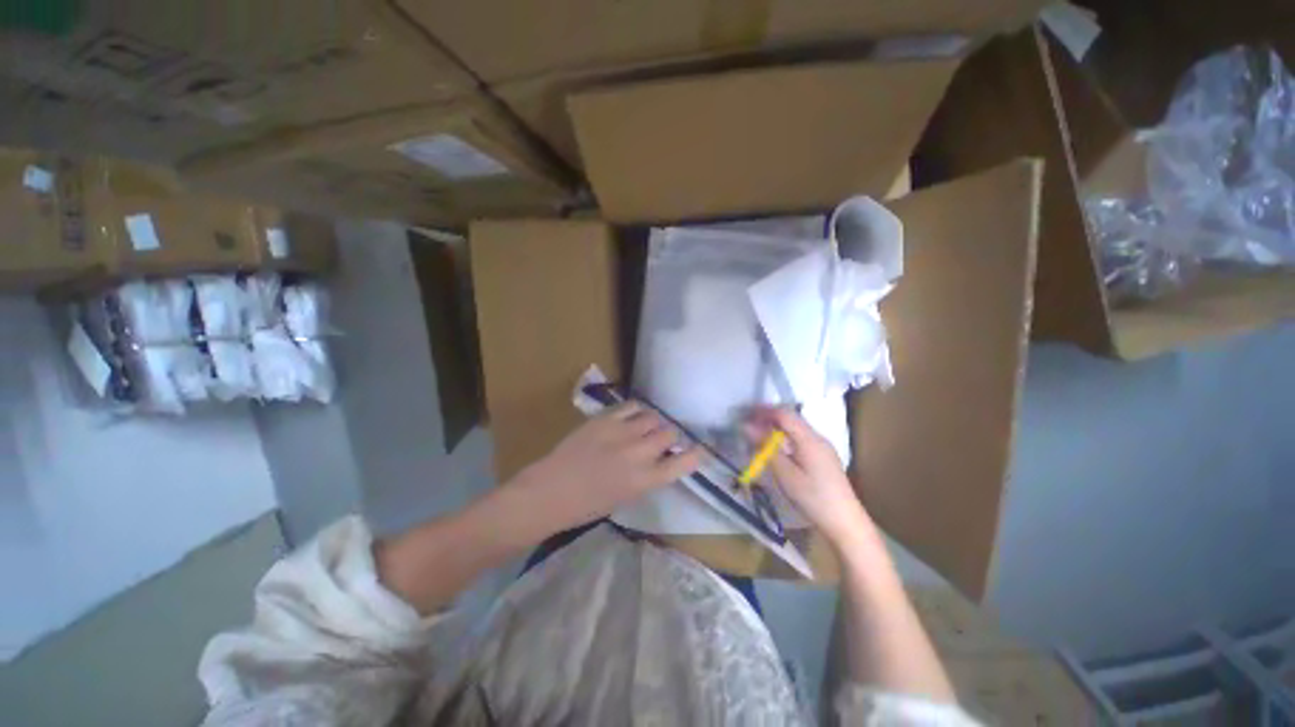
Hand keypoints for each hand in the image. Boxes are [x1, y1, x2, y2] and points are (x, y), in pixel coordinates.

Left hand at [517, 401, 703, 531]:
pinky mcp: (605, 419)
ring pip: (653, 416)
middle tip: (662, 440)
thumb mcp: (626, 497)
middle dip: (670, 436)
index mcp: (645, 480)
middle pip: (670, 432)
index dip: (697, 454)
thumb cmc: (587, 505)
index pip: (684, 462)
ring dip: (654, 423)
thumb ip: (647, 477)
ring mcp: (622, 432)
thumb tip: (659, 460)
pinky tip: (633, 416)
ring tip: (646, 427)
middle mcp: (638, 453)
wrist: (550, 491)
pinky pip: (632, 406)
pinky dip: (637, 411)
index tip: (701, 449)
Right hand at [747, 406, 874, 548]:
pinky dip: (785, 439)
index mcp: (809, 439)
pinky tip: (777, 451)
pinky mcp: (824, 457)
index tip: (745, 416)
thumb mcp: (785, 474)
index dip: (763, 411)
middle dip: (768, 418)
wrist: (845, 522)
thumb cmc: (813, 498)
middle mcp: (817, 437)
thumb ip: (766, 448)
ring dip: (776, 428)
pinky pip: (800, 439)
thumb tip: (747, 427)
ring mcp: (823, 447)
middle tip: (748, 427)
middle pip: (790, 418)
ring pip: (795, 429)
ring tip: (758, 438)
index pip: (784, 414)